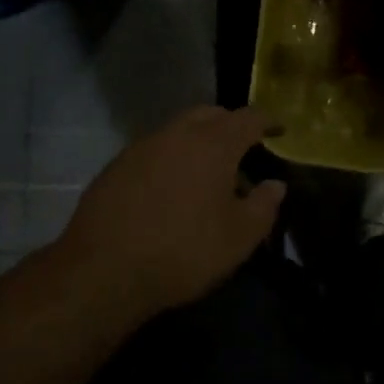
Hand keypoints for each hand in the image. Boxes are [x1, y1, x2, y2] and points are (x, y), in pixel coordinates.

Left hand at [59, 106, 285, 316]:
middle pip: (210, 114)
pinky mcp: (117, 164)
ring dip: (198, 141)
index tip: (279, 129)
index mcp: (213, 144)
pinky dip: (170, 158)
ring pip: (179, 129)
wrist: (104, 269)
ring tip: (207, 173)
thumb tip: (275, 184)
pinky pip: (154, 149)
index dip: (268, 121)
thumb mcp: (238, 238)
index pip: (248, 118)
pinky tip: (170, 188)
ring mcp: (142, 145)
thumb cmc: (184, 251)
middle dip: (230, 125)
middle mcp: (177, 133)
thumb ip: (264, 206)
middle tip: (243, 150)